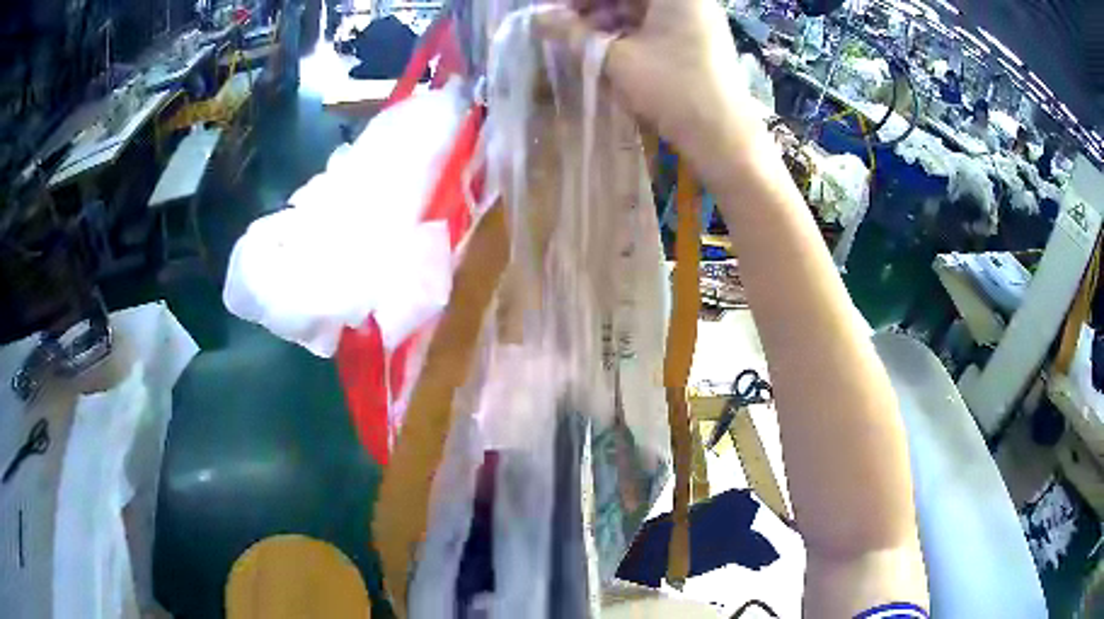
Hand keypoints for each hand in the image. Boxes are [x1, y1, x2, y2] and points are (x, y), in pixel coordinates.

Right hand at [536, 0, 750, 182]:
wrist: (724, 137)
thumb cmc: (673, 90)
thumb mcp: (616, 59)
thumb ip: (573, 34)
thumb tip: (537, 19)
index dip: (580, 0)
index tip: (553, 9)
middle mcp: (689, 0)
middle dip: (592, 7)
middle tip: (560, 24)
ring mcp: (696, 20)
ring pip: (640, 9)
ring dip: (606, 20)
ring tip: (578, 39)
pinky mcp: (697, 40)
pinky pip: (654, 25)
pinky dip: (627, 33)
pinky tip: (604, 48)